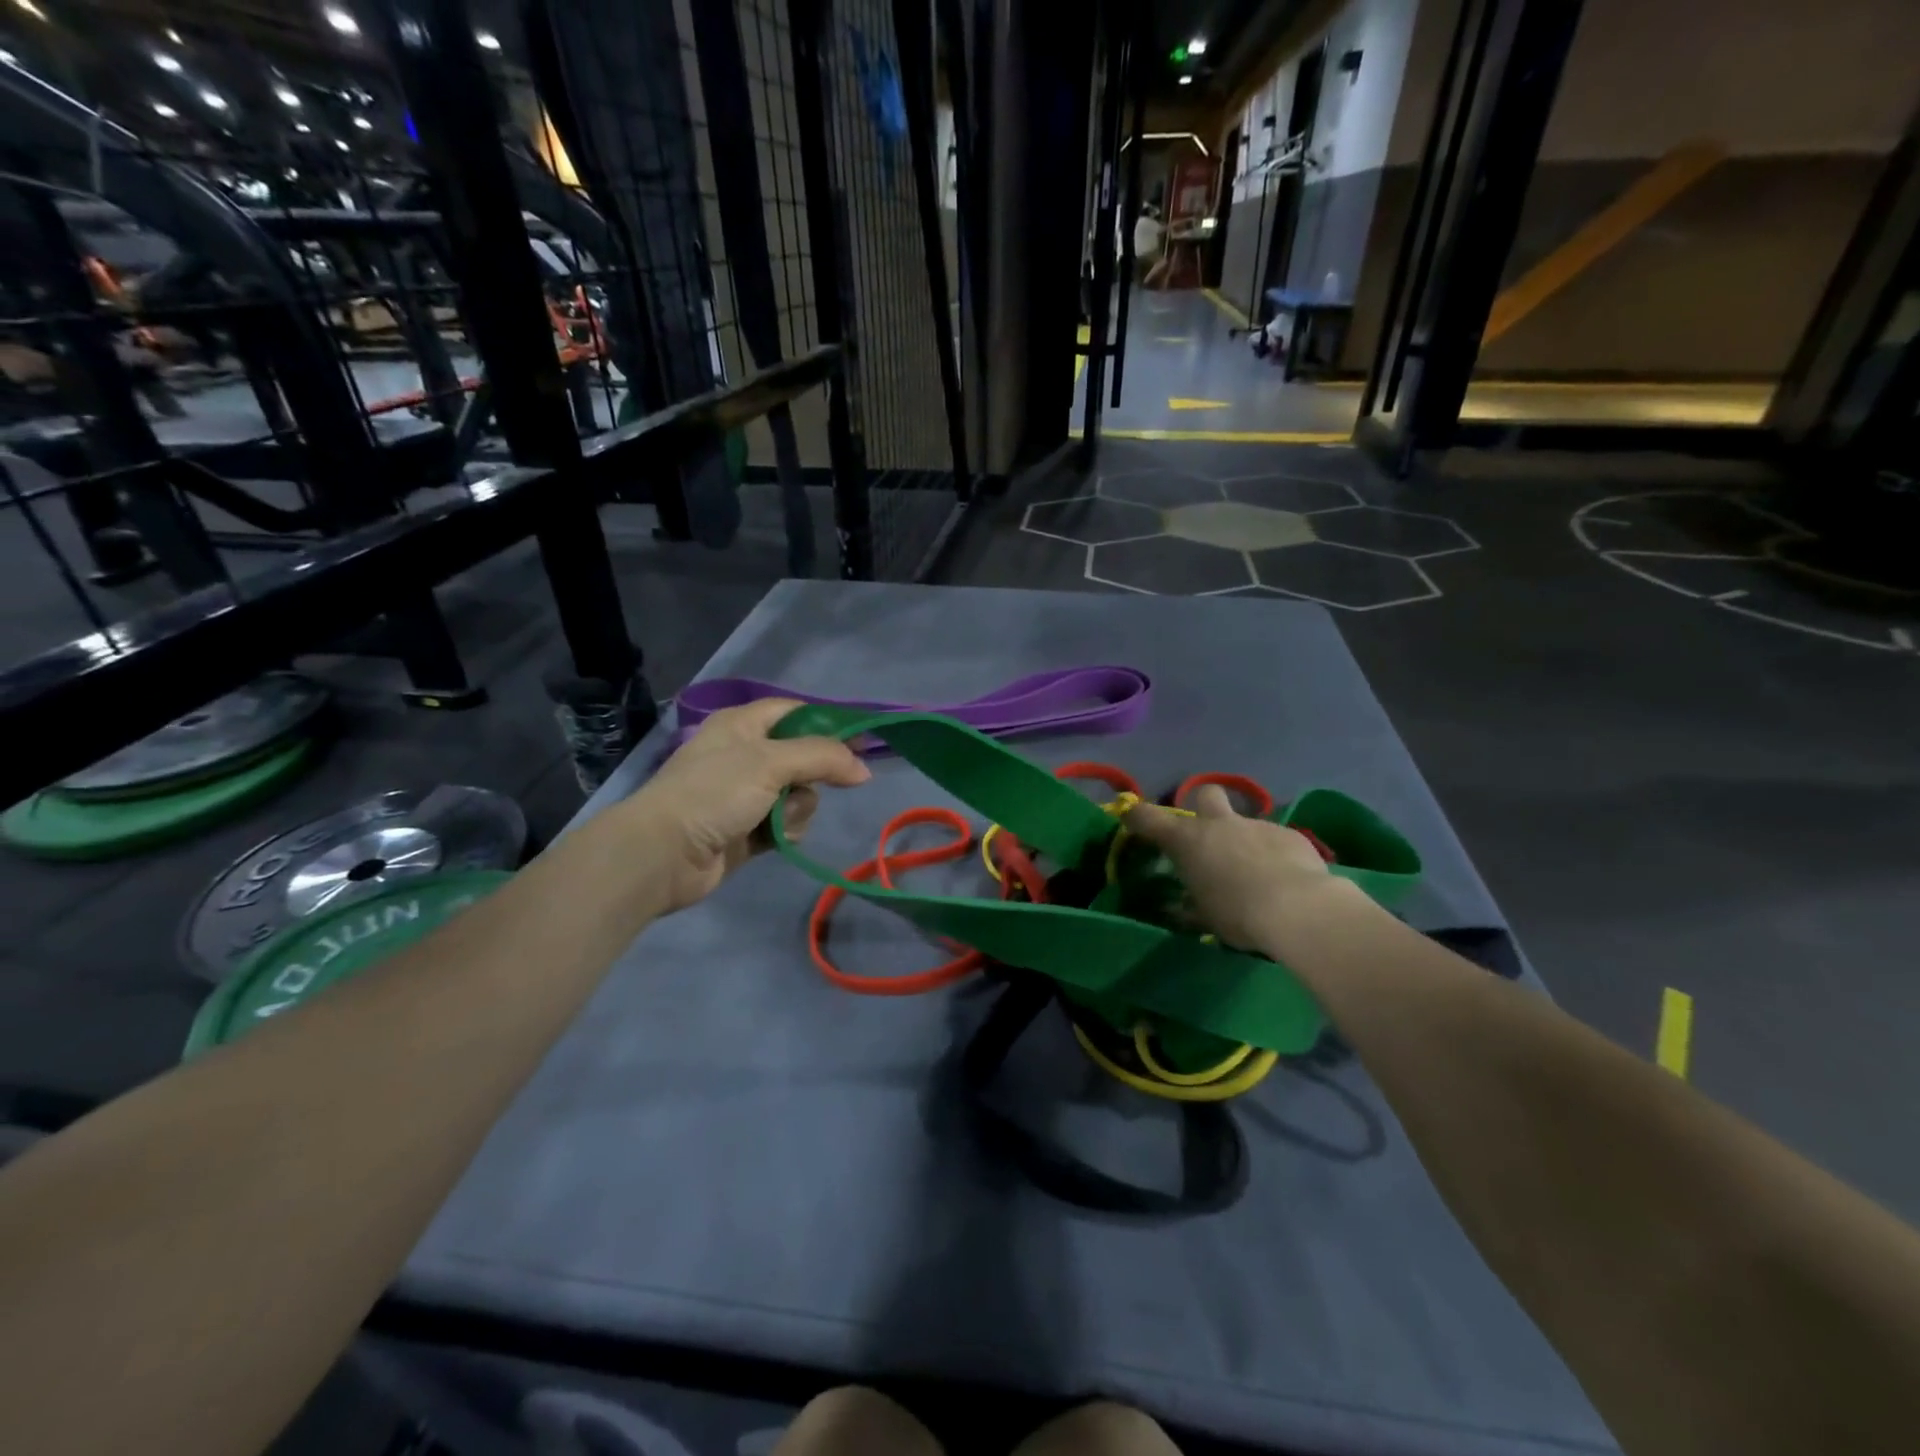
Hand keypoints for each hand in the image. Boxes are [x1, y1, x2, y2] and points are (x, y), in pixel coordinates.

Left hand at [626, 699, 868, 912]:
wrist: (664, 854)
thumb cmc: (714, 793)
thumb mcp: (770, 762)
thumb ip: (822, 757)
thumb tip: (863, 769)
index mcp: (742, 725)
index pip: (796, 712)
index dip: (829, 725)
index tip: (861, 743)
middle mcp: (745, 754)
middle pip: (804, 758)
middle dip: (812, 777)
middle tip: (808, 788)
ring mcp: (745, 794)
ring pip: (799, 794)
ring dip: (798, 809)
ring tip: (776, 820)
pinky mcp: (748, 829)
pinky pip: (786, 823)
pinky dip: (786, 830)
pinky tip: (772, 839)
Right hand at [1125, 785, 1339, 952]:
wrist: (1298, 909)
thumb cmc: (1237, 914)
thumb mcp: (1204, 918)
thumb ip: (1189, 906)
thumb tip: (1176, 908)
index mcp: (1188, 841)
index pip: (1148, 817)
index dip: (1137, 815)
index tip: (1131, 817)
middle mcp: (1220, 824)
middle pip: (1206, 795)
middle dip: (1204, 807)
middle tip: (1209, 834)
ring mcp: (1257, 825)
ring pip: (1245, 824)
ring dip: (1245, 842)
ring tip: (1257, 874)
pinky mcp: (1291, 835)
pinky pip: (1276, 840)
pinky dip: (1275, 855)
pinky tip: (1285, 879)